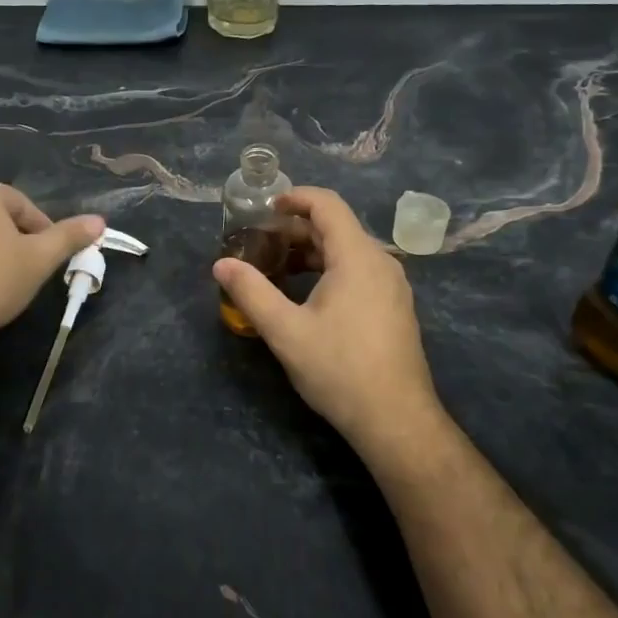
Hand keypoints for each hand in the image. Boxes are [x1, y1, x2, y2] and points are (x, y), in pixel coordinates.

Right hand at [213, 187, 444, 460]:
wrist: (396, 420)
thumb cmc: (339, 369)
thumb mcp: (285, 331)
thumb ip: (251, 292)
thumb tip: (221, 264)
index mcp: (357, 257)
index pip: (327, 205)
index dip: (295, 198)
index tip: (264, 208)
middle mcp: (381, 262)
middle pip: (336, 227)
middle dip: (296, 229)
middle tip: (260, 243)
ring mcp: (392, 286)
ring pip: (348, 252)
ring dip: (311, 252)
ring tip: (277, 269)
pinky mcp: (394, 307)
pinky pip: (359, 272)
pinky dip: (329, 270)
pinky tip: (306, 296)